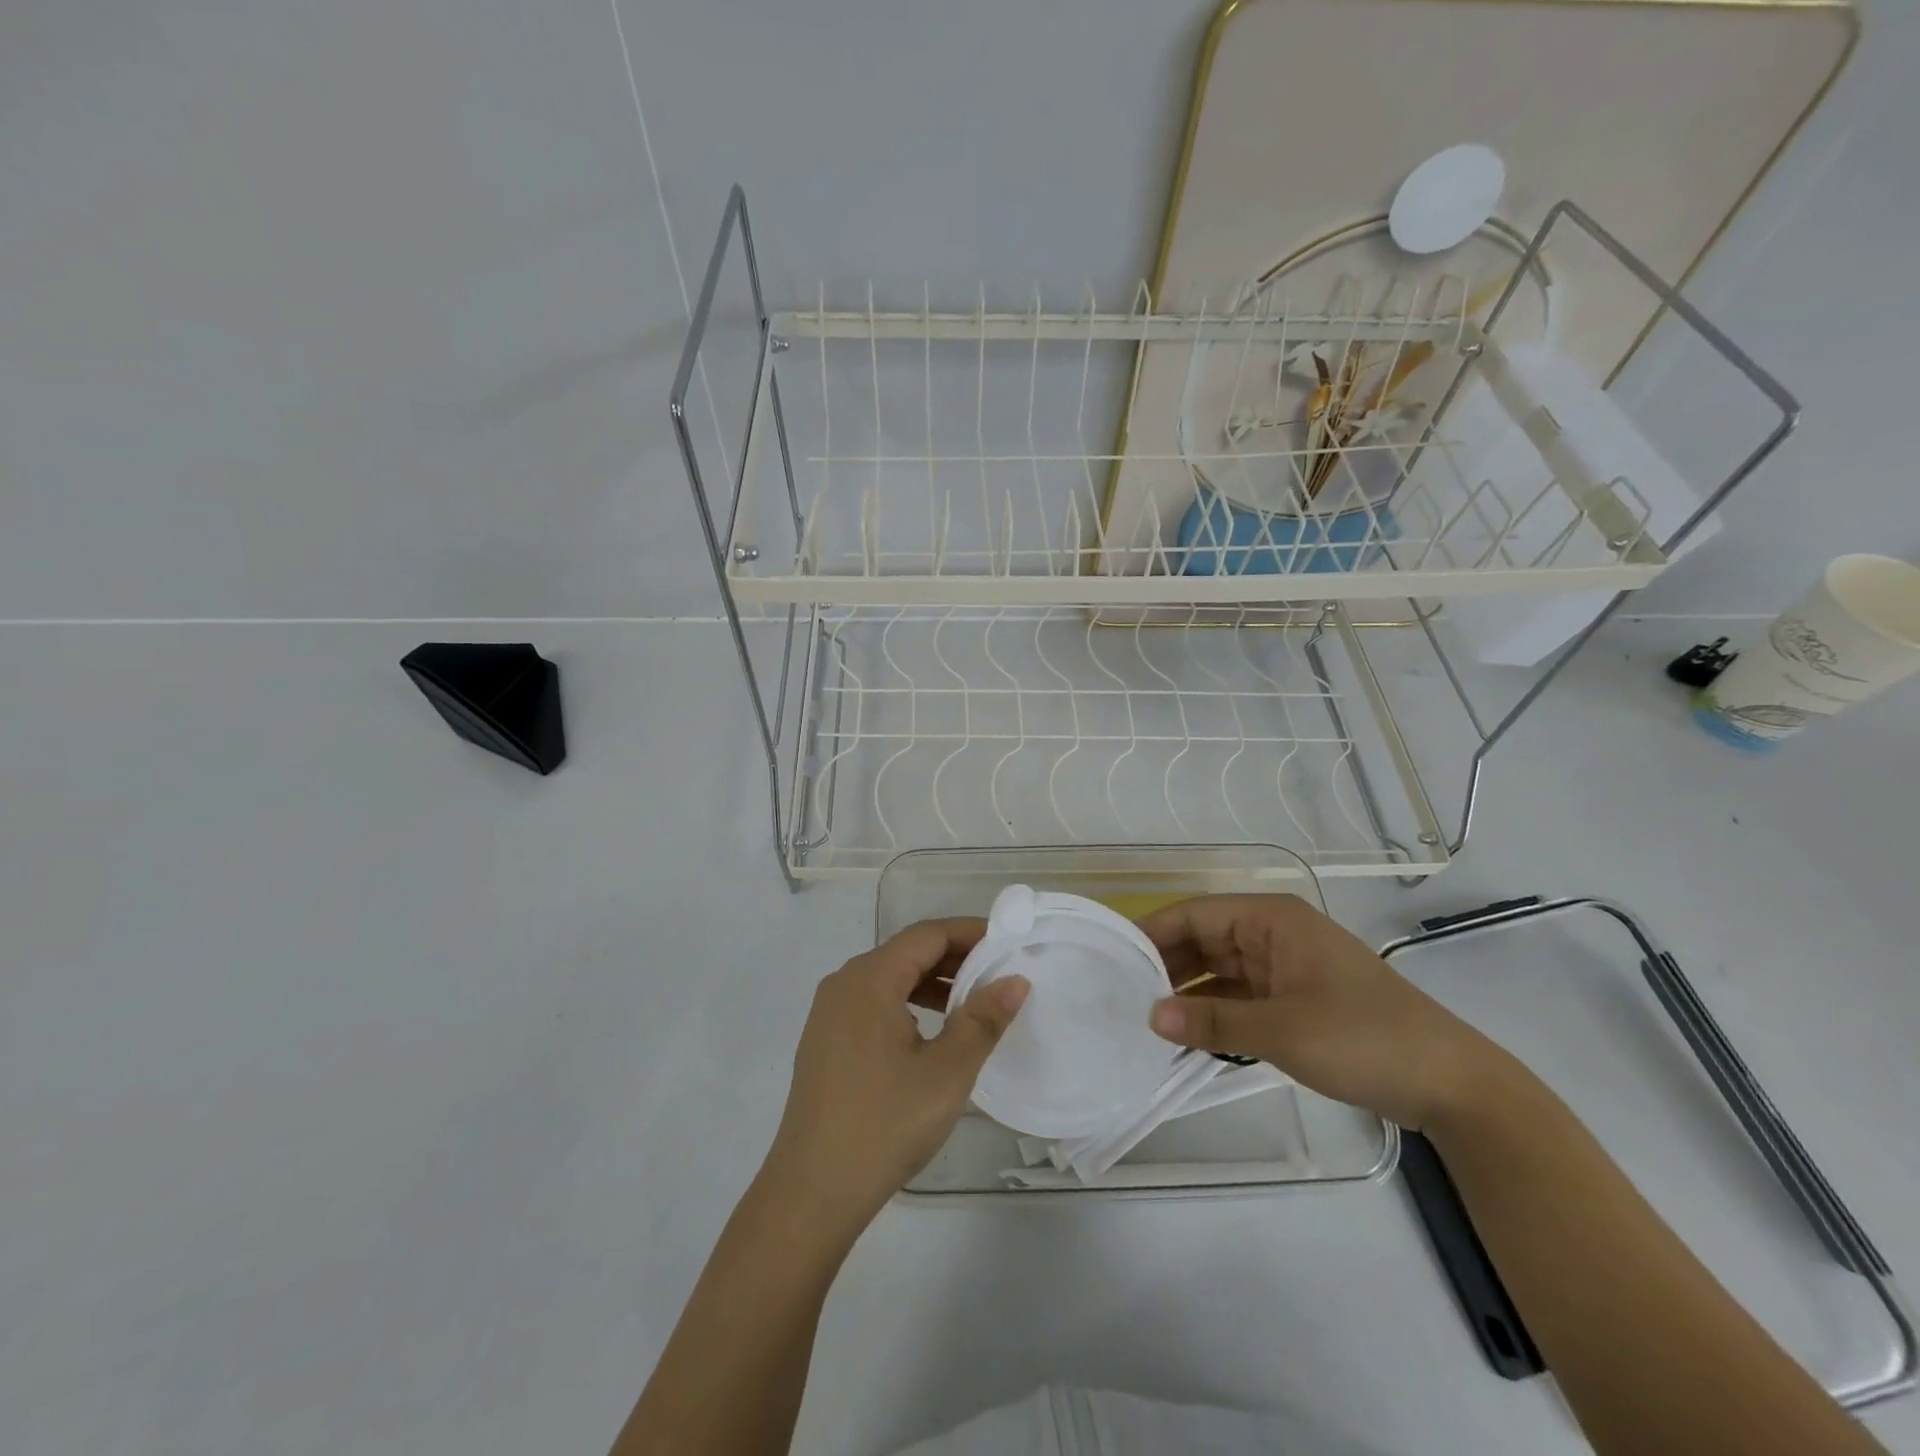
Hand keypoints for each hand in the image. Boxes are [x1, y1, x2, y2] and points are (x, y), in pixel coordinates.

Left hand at [761, 919, 1028, 1227]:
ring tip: (974, 1003)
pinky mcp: (826, 1040)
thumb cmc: (884, 1124)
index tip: (1009, 941)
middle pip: (907, 952)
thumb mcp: (947, 1072)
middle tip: (1000, 973)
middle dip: (955, 958)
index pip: (927, 934)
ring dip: (934, 983)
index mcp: (870, 978)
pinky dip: (909, 1004)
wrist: (812, 1191)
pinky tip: (934, 1032)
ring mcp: (830, 1012)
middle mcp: (845, 982)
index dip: (970, 932)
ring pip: (891, 979)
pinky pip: (875, 1003)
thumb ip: (983, 1019)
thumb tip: (1016, 980)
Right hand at [1141, 894, 1493, 1128]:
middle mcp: (1274, 935)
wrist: (1451, 1085)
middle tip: (1120, 996)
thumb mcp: (1281, 1030)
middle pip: (1204, 941)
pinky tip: (1184, 1038)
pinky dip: (1213, 1015)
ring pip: (1219, 972)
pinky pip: (1239, 999)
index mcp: (1271, 920)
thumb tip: (1149, 1016)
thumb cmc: (1364, 1038)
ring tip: (1143, 1020)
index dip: (1153, 934)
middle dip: (1166, 967)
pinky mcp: (1294, 1001)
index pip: (1195, 915)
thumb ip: (1211, 1021)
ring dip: (1187, 994)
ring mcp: (1285, 969)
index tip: (1114, 961)